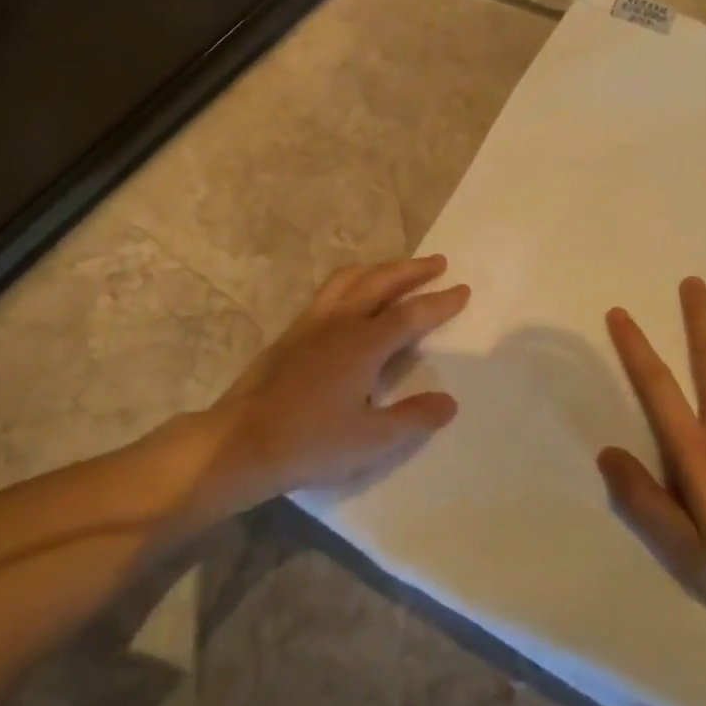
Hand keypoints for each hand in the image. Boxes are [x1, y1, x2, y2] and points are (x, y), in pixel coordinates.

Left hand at [197, 256, 468, 518]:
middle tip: (437, 262)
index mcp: (362, 344)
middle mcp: (338, 323)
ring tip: (396, 269)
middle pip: (380, 282)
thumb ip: (413, 418)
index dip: (439, 303)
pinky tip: (352, 297)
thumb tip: (449, 402)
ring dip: (378, 269)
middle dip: (411, 270)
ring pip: (349, 280)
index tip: (462, 290)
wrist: (243, 442)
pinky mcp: (290, 334)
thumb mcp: (371, 439)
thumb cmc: (311, 443)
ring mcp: (310, 324)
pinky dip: (351, 282)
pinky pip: (328, 292)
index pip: (410, 315)